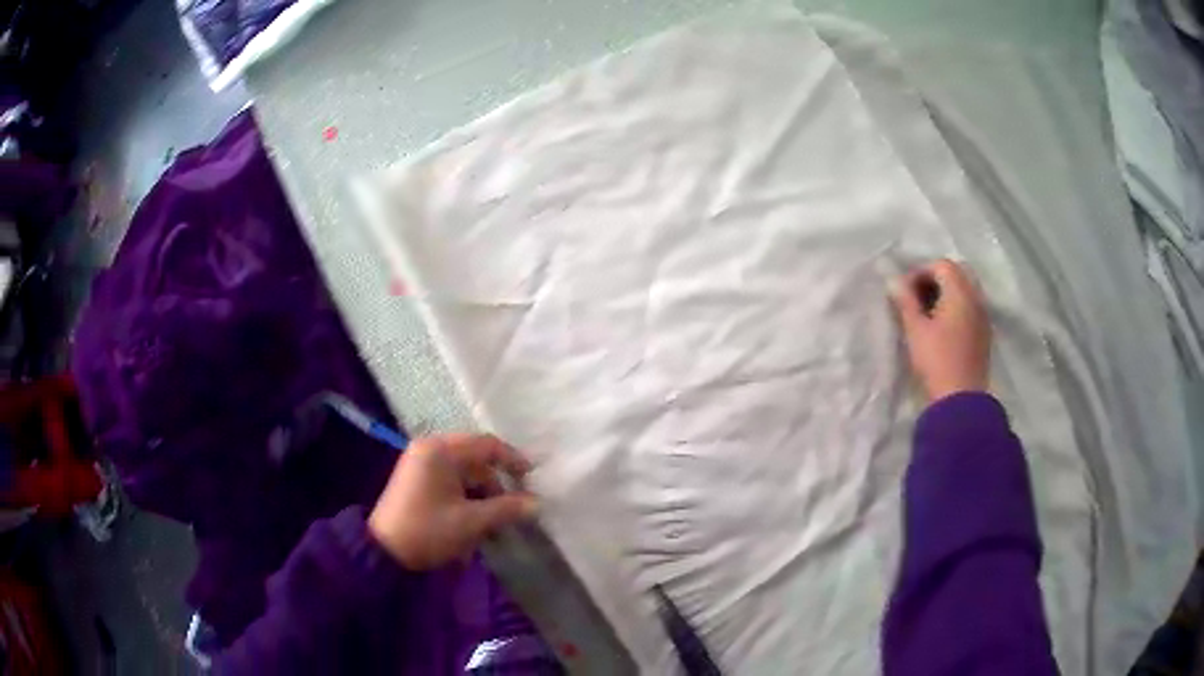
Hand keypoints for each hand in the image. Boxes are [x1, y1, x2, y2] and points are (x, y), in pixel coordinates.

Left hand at [368, 433, 536, 569]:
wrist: (384, 551)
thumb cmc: (428, 531)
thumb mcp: (471, 522)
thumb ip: (506, 509)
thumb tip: (537, 503)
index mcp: (440, 451)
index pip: (486, 445)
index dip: (513, 460)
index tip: (532, 478)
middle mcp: (429, 448)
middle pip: (475, 458)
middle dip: (497, 482)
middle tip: (515, 505)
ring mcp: (420, 462)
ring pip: (464, 471)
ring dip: (482, 492)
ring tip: (495, 520)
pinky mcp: (417, 479)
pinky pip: (451, 479)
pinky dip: (466, 495)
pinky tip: (476, 518)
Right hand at [890, 259, 991, 402]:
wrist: (960, 401)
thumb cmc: (936, 361)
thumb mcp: (915, 330)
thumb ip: (905, 301)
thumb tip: (894, 281)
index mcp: (960, 292)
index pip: (941, 265)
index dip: (920, 272)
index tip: (904, 292)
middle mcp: (976, 298)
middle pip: (957, 274)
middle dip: (936, 280)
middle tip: (917, 298)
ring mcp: (983, 316)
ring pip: (966, 290)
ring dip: (947, 294)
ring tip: (928, 313)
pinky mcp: (984, 333)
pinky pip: (971, 307)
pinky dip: (957, 307)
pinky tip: (943, 327)